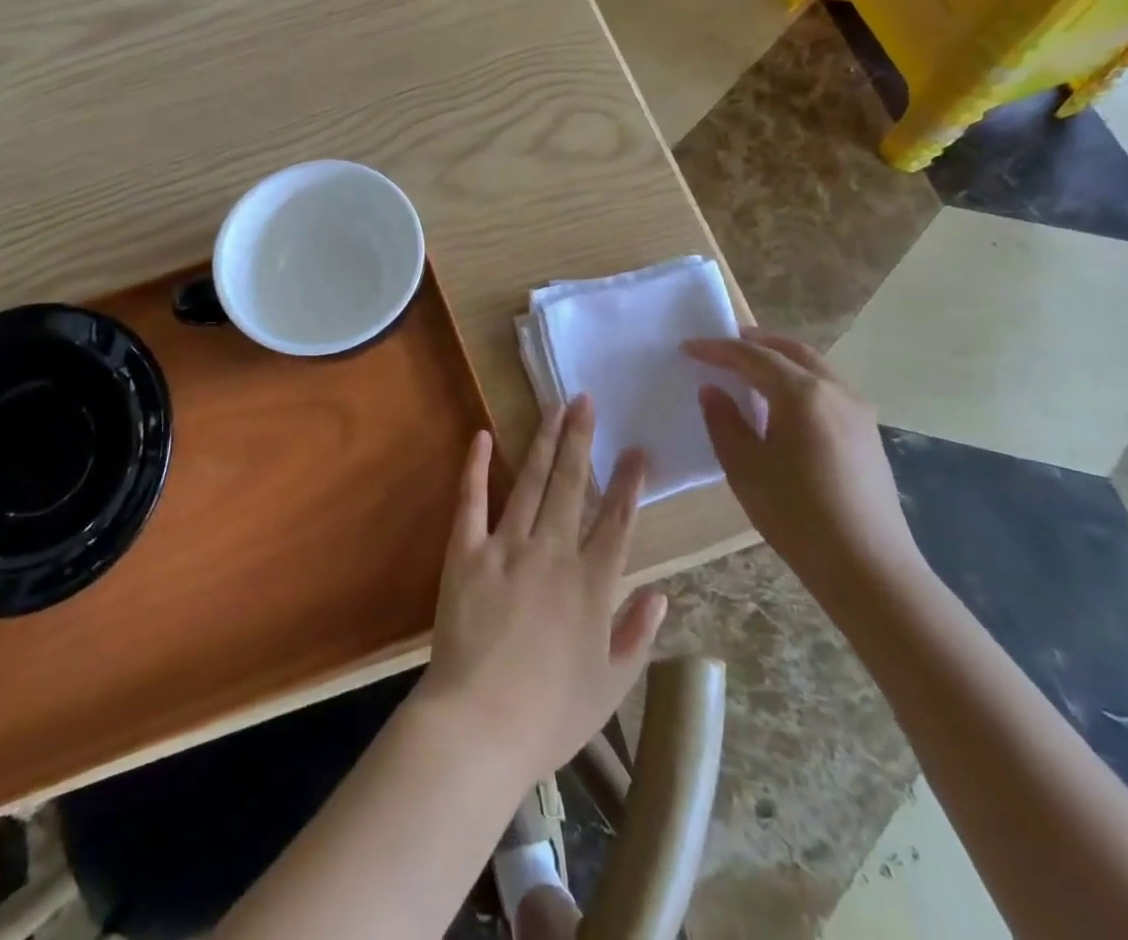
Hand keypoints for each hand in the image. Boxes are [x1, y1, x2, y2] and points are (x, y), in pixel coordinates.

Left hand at [415, 396, 666, 775]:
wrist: (479, 726)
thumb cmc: (550, 715)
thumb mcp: (610, 685)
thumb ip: (637, 635)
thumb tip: (661, 593)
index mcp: (592, 585)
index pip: (617, 522)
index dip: (629, 484)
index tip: (636, 449)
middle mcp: (553, 553)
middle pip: (572, 486)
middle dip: (581, 439)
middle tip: (586, 399)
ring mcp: (507, 548)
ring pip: (532, 483)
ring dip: (544, 442)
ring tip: (555, 407)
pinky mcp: (466, 552)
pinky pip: (471, 501)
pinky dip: (476, 467)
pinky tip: (483, 436)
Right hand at [685, 329, 923, 605]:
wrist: (868, 568)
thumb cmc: (797, 516)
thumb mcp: (744, 468)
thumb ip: (724, 422)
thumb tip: (713, 391)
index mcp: (802, 394)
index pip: (752, 356)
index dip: (717, 349)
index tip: (688, 347)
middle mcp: (835, 391)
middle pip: (790, 350)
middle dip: (754, 342)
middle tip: (722, 344)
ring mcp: (857, 411)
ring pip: (813, 367)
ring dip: (779, 359)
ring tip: (749, 369)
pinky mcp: (867, 434)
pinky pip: (827, 388)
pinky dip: (798, 380)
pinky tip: (782, 403)